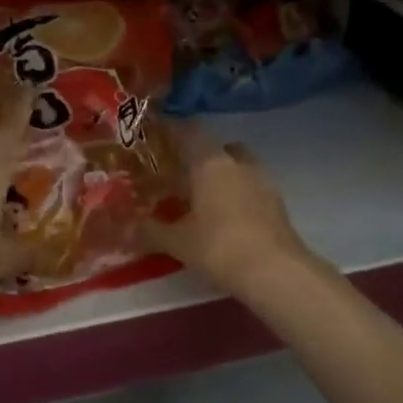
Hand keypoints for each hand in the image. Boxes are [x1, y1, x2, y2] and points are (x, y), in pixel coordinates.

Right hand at [142, 131, 314, 295]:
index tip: (157, 135)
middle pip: (219, 147)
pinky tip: (226, 217)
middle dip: (202, 156)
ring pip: (239, 166)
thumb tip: (124, 226)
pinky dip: (238, 194)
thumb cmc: (219, 246)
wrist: (275, 271)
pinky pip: (252, 187)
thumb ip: (150, 230)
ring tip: (204, 197)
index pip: (190, 131)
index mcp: (210, 163)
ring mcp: (262, 181)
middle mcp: (238, 163)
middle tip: (182, 172)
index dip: (173, 130)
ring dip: (223, 175)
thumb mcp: (178, 241)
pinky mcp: (277, 203)